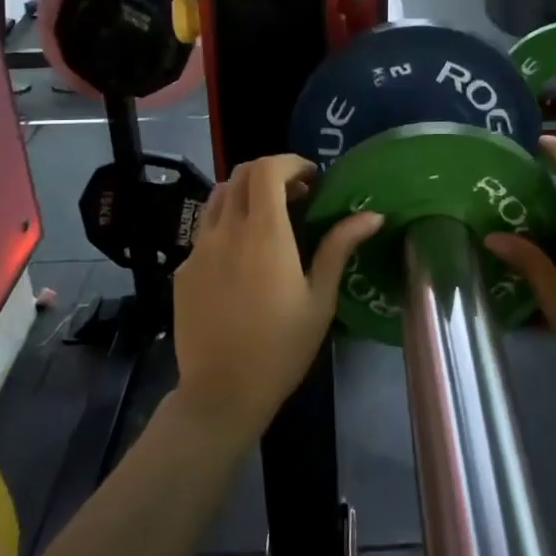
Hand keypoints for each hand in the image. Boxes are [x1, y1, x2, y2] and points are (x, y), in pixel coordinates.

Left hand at [172, 155, 380, 446]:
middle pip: (240, 174)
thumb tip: (372, 215)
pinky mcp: (184, 269)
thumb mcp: (320, 299)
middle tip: (295, 196)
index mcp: (264, 234)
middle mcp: (226, 231)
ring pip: (218, 198)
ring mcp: (199, 249)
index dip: (290, 163)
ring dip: (245, 194)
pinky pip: (205, 230)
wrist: (222, 393)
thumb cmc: (281, 347)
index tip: (311, 179)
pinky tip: (242, 258)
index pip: (266, 169)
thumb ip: (339, 248)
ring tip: (268, 220)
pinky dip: (227, 224)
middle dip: (269, 173)